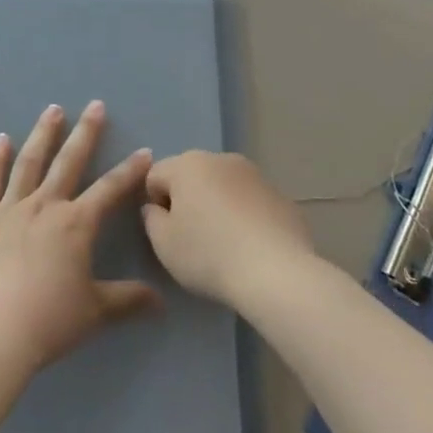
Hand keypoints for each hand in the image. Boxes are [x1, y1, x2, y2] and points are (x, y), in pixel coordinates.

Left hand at [0, 101, 160, 375]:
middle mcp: (44, 206)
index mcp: (76, 224)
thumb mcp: (96, 312)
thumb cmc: (49, 321)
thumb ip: (128, 300)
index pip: (110, 190)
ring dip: (42, 134)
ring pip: (29, 163)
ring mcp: (9, 210)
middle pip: (69, 162)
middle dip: (85, 132)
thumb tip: (161, 301)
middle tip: (95, 105)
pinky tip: (2, 140)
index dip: (130, 170)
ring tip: (52, 110)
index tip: (145, 150)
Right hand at [141, 151, 314, 307]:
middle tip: (193, 239)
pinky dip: (245, 217)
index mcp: (188, 164)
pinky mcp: (281, 195)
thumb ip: (151, 219)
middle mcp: (221, 159)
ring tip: (225, 245)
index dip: (155, 205)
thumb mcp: (163, 244)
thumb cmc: (209, 254)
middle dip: (188, 201)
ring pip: (223, 187)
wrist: (276, 273)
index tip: (168, 233)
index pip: (155, 176)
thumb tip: (157, 208)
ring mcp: (255, 175)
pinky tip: (251, 247)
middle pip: (191, 177)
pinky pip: (250, 202)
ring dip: (217, 207)